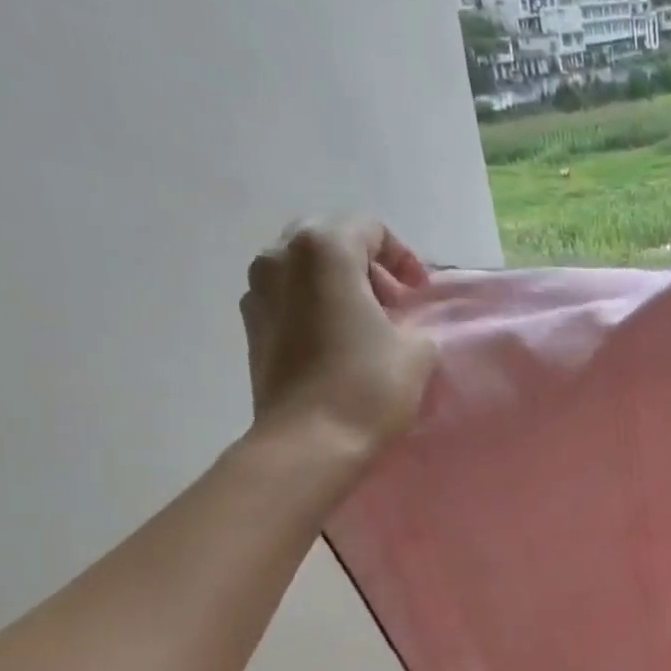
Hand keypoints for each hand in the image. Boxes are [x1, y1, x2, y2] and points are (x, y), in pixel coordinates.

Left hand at [240, 220, 436, 464]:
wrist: (309, 442)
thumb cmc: (367, 388)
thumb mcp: (417, 351)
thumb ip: (416, 325)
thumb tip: (404, 329)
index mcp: (324, 249)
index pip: (369, 228)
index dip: (402, 257)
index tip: (419, 293)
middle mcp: (280, 256)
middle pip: (330, 240)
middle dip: (365, 265)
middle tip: (393, 302)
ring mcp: (257, 291)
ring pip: (303, 269)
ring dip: (337, 286)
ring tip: (364, 323)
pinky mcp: (250, 327)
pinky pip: (287, 299)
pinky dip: (314, 307)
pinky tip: (336, 342)